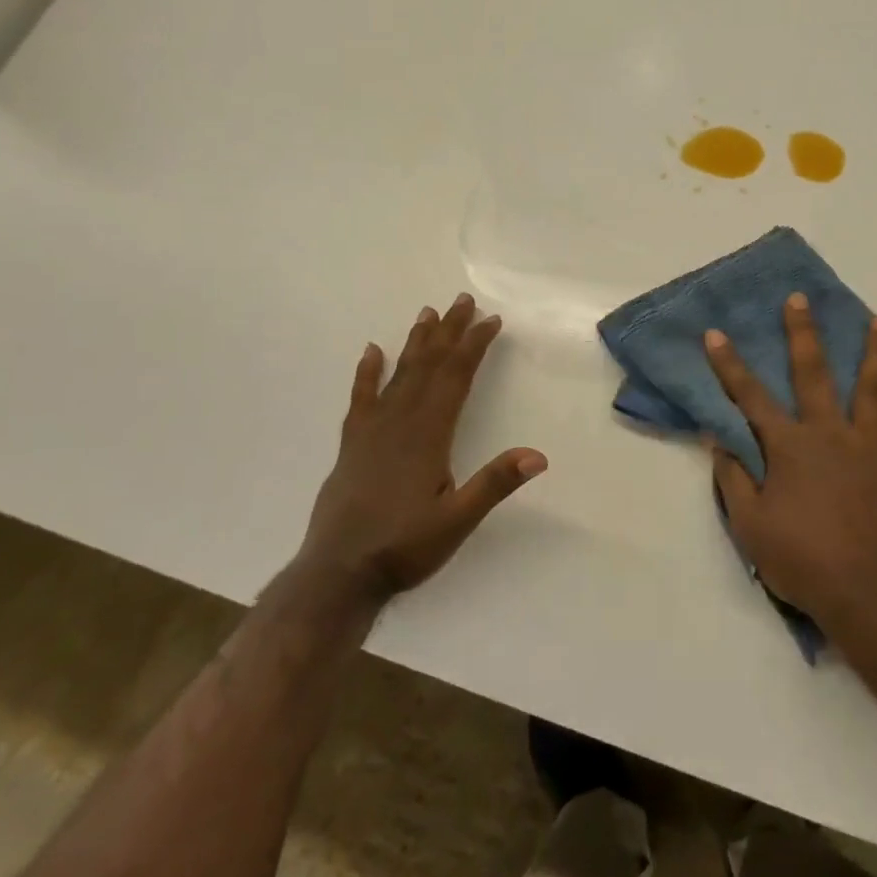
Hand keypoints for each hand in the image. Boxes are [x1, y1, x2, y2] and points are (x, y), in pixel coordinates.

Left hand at [305, 294, 545, 603]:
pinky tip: (373, 352)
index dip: (474, 346)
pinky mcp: (352, 445)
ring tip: (428, 314)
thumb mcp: (457, 521)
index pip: (455, 378)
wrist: (337, 575)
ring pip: (399, 376)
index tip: (491, 321)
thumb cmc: (402, 547)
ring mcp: (371, 432)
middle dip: (449, 332)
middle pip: (428, 366)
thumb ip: (494, 485)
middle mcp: (399, 423)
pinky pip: (361, 398)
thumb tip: (538, 455)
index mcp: (427, 435)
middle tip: (463, 301)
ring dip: (416, 343)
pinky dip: (368, 373)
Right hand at [704, 293, 876, 638]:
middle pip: (813, 374)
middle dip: (803, 334)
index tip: (715, 333)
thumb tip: (716, 437)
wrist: (866, 595)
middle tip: (800, 299)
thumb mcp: (749, 525)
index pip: (750, 397)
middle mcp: (830, 433)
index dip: (729, 364)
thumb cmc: (801, 561)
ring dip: (876, 352)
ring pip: (875, 388)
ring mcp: (872, 446)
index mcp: (789, 447)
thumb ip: (732, 477)